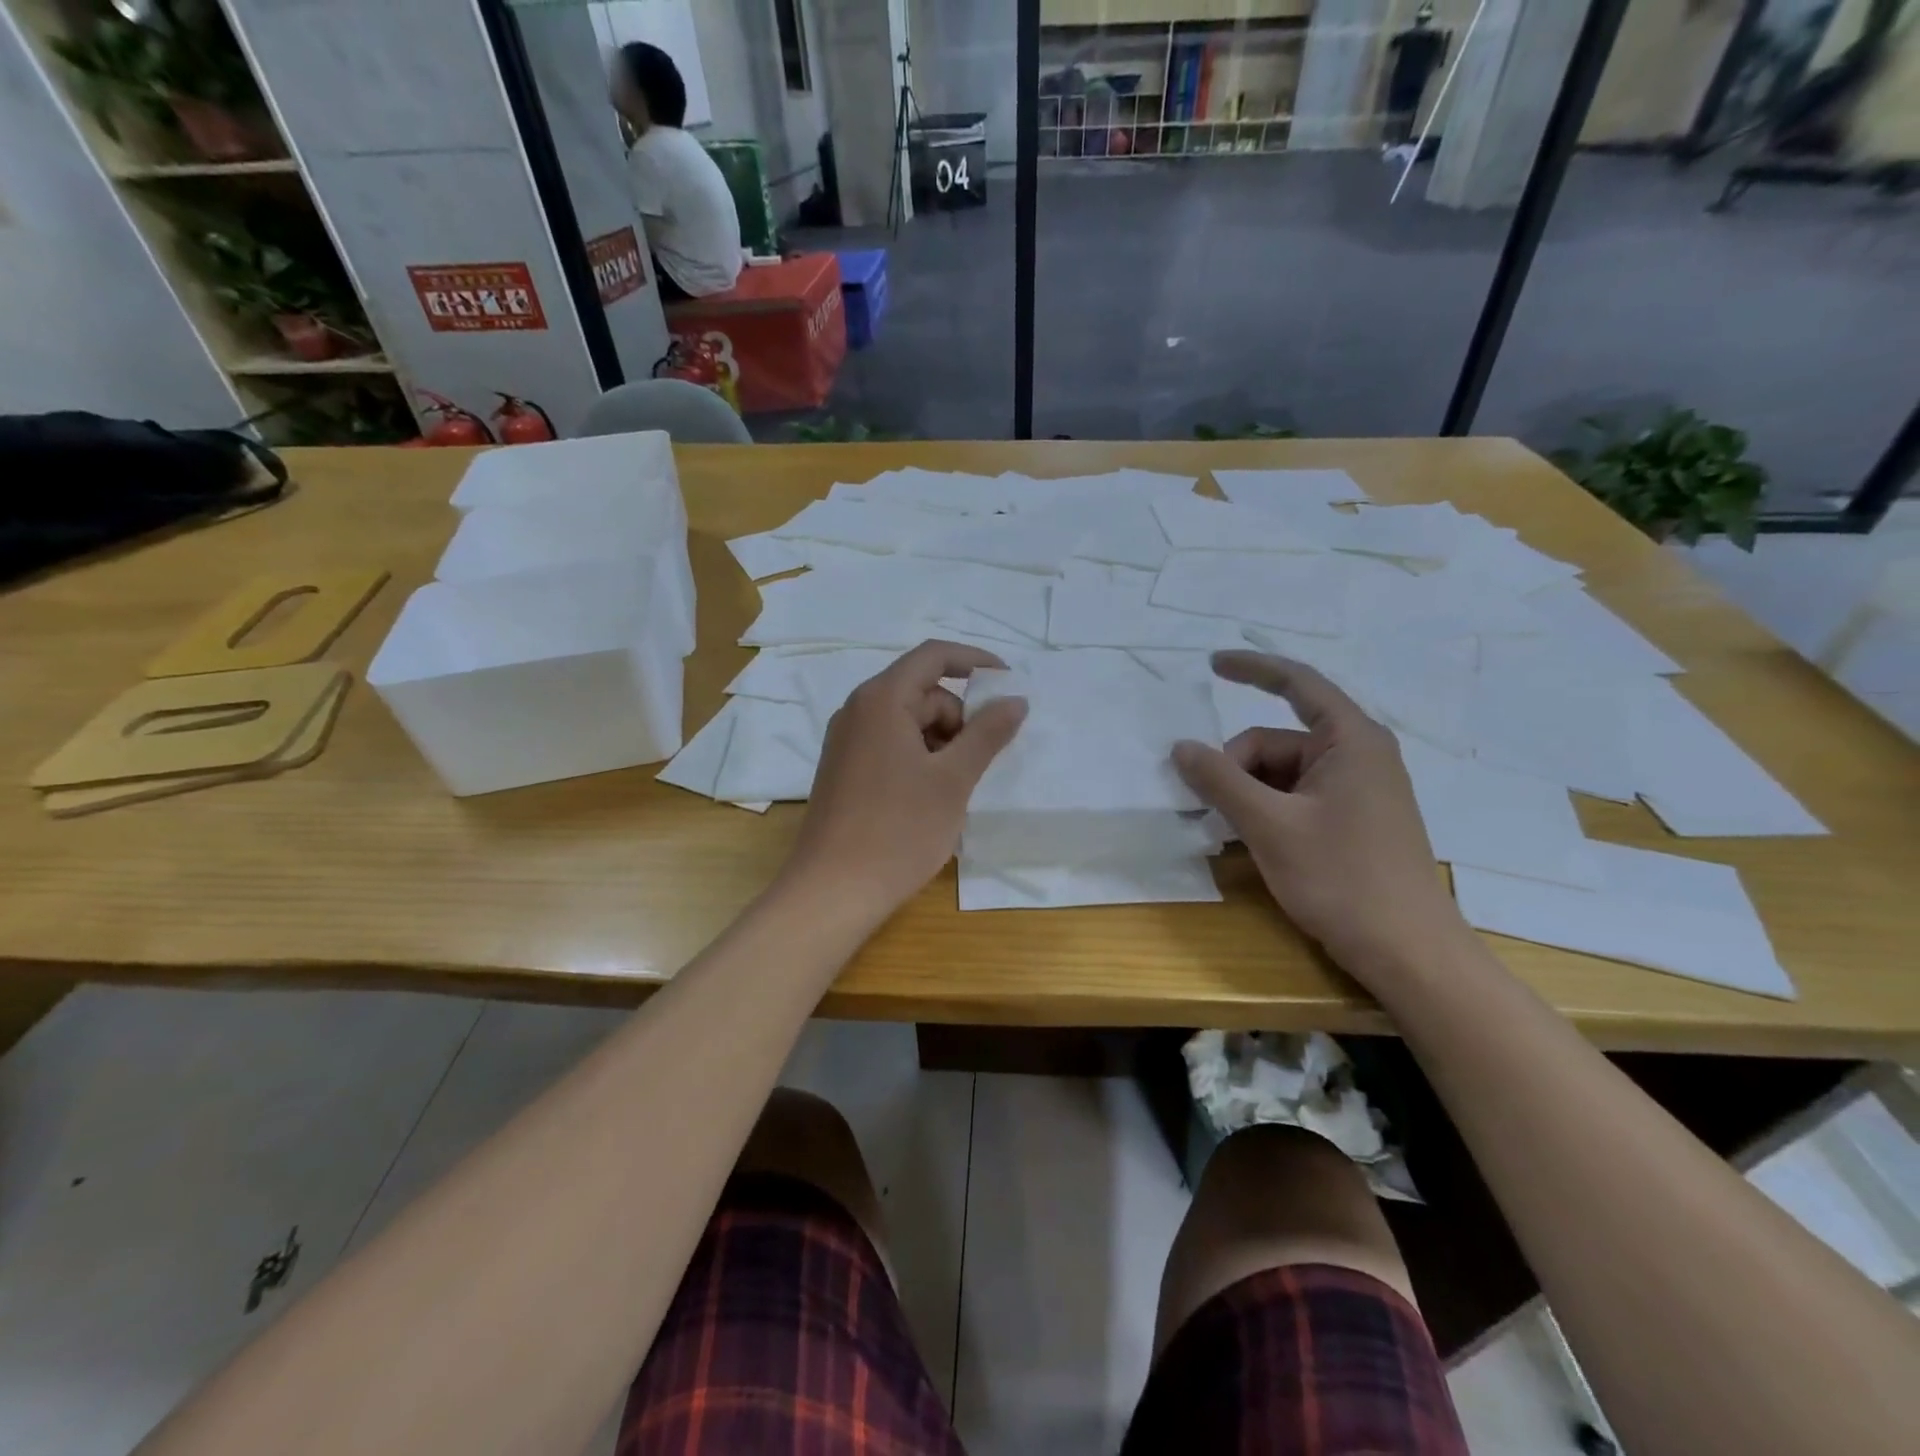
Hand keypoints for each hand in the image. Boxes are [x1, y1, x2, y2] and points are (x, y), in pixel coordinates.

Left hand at [785, 640, 1027, 925]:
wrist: (833, 890)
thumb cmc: (899, 830)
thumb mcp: (953, 779)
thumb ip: (988, 733)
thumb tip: (1015, 700)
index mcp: (881, 699)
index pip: (934, 656)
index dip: (976, 661)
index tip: (1009, 684)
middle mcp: (858, 710)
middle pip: (922, 692)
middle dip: (959, 718)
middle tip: (977, 764)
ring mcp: (846, 741)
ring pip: (908, 722)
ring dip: (941, 743)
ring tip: (953, 790)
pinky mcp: (843, 768)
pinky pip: (890, 744)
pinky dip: (919, 758)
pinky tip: (929, 798)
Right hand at [1172, 651, 1463, 975]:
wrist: (1407, 951)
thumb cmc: (1342, 878)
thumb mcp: (1269, 826)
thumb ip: (1221, 781)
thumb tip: (1180, 747)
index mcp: (1350, 740)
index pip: (1297, 683)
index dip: (1252, 668)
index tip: (1210, 664)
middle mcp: (1357, 756)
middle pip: (1276, 741)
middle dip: (1236, 767)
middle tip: (1210, 810)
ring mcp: (1356, 790)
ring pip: (1281, 773)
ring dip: (1247, 794)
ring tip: (1228, 832)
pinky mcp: (1352, 820)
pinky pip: (1296, 797)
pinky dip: (1266, 810)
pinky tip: (1251, 840)